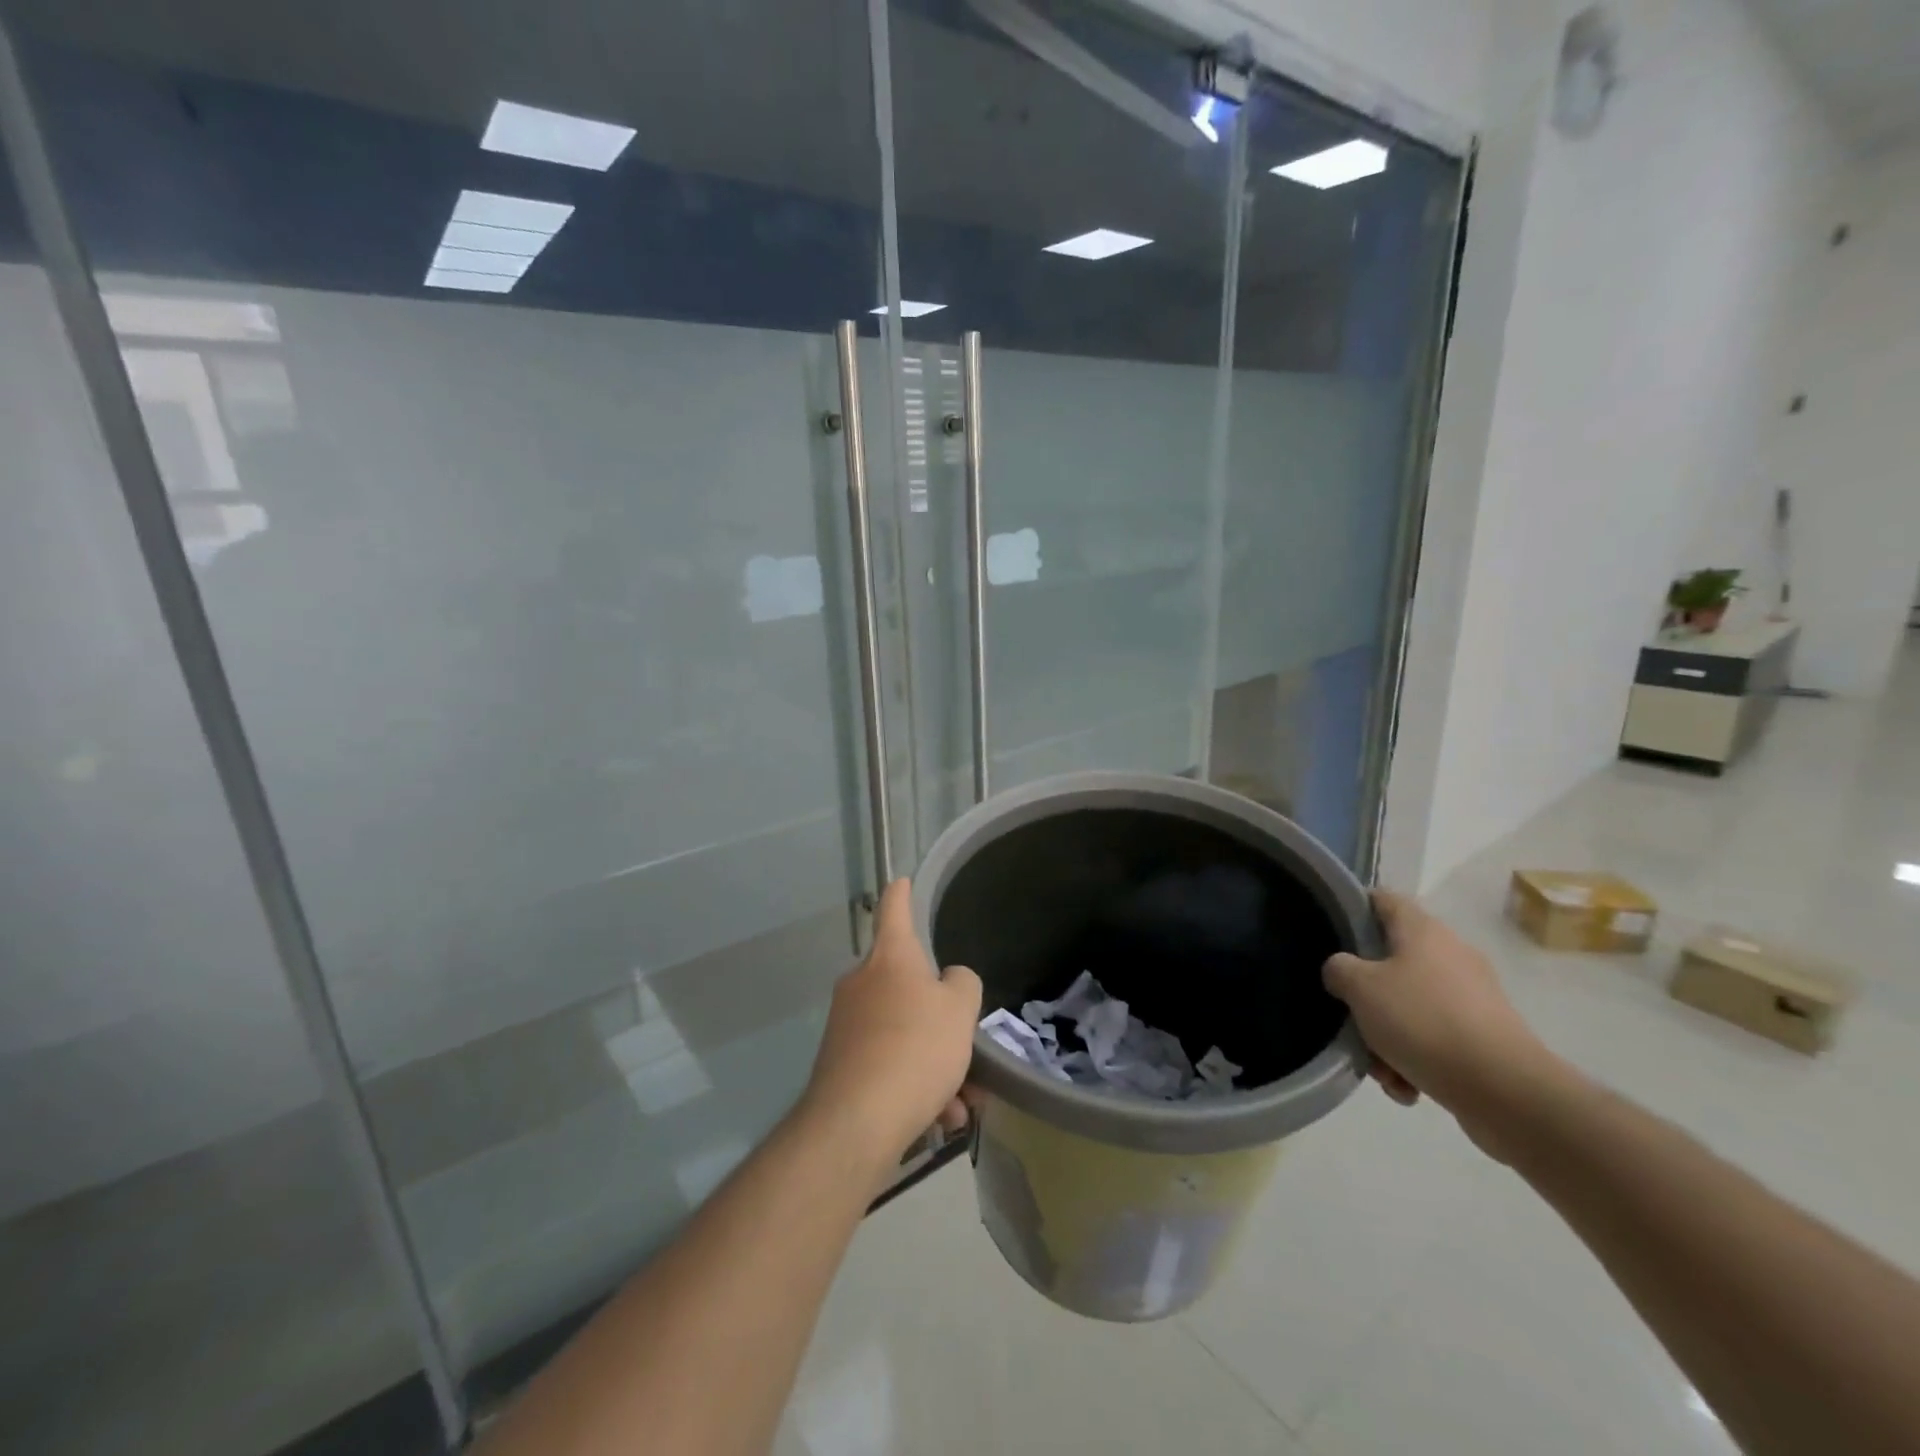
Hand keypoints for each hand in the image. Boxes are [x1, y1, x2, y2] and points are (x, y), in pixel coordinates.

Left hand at [800, 879, 981, 1168]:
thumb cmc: (915, 1048)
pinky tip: (939, 1119)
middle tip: (969, 1054)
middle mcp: (862, 983)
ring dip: (937, 1065)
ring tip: (962, 1105)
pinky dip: (916, 1087)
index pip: (894, 910)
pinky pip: (890, 1065)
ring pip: (905, 1034)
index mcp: (890, 958)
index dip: (901, 893)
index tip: (901, 880)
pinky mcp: (841, 1065)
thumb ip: (962, 984)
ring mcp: (847, 1025)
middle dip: (942, 1022)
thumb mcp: (960, 1009)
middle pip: (909, 987)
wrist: (856, 1122)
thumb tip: (949, 982)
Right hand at [1324, 890, 1556, 1136]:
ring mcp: (1472, 996)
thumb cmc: (1423, 1021)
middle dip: (1366, 995)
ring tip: (1381, 1070)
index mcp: (1423, 931)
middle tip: (1349, 1017)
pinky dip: (1416, 1059)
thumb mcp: (1359, 987)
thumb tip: (1343, 971)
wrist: (1505, 1090)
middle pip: (1391, 962)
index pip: (1382, 900)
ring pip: (1411, 1006)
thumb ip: (1339, 969)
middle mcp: (1451, 954)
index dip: (1353, 909)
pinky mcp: (1486, 1035)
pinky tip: (1407, 1087)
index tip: (1330, 934)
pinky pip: (1436, 1038)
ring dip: (1388, 1036)